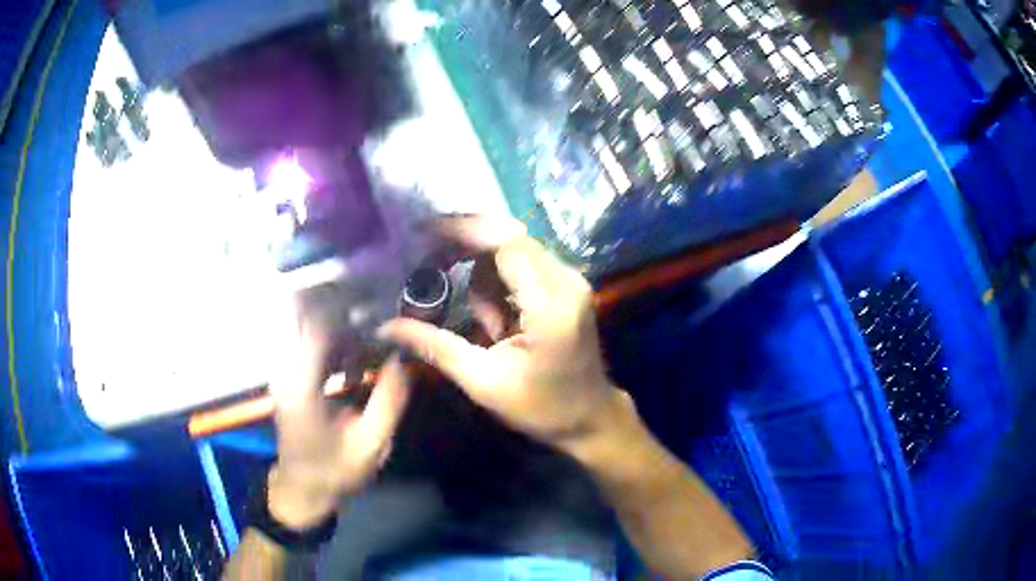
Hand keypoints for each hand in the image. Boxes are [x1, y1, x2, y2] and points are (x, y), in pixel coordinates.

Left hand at [267, 315, 410, 529]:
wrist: (302, 490)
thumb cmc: (335, 471)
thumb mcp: (371, 442)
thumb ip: (390, 398)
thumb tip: (406, 357)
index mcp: (302, 384)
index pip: (320, 325)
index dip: (350, 310)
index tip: (382, 309)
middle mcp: (286, 369)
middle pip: (312, 318)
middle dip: (347, 314)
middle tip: (381, 323)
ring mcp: (284, 372)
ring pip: (311, 329)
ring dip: (343, 332)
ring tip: (373, 349)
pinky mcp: (289, 378)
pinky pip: (310, 346)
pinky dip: (335, 348)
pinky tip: (355, 370)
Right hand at [378, 216, 621, 449]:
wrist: (591, 418)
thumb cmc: (542, 408)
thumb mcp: (484, 382)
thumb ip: (436, 347)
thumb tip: (386, 327)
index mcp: (550, 304)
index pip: (506, 242)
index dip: (462, 231)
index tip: (422, 233)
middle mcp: (566, 280)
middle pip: (509, 236)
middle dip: (464, 244)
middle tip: (428, 262)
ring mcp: (570, 280)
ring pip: (513, 249)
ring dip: (483, 275)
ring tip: (485, 327)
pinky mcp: (566, 286)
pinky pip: (523, 264)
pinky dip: (498, 282)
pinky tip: (497, 323)